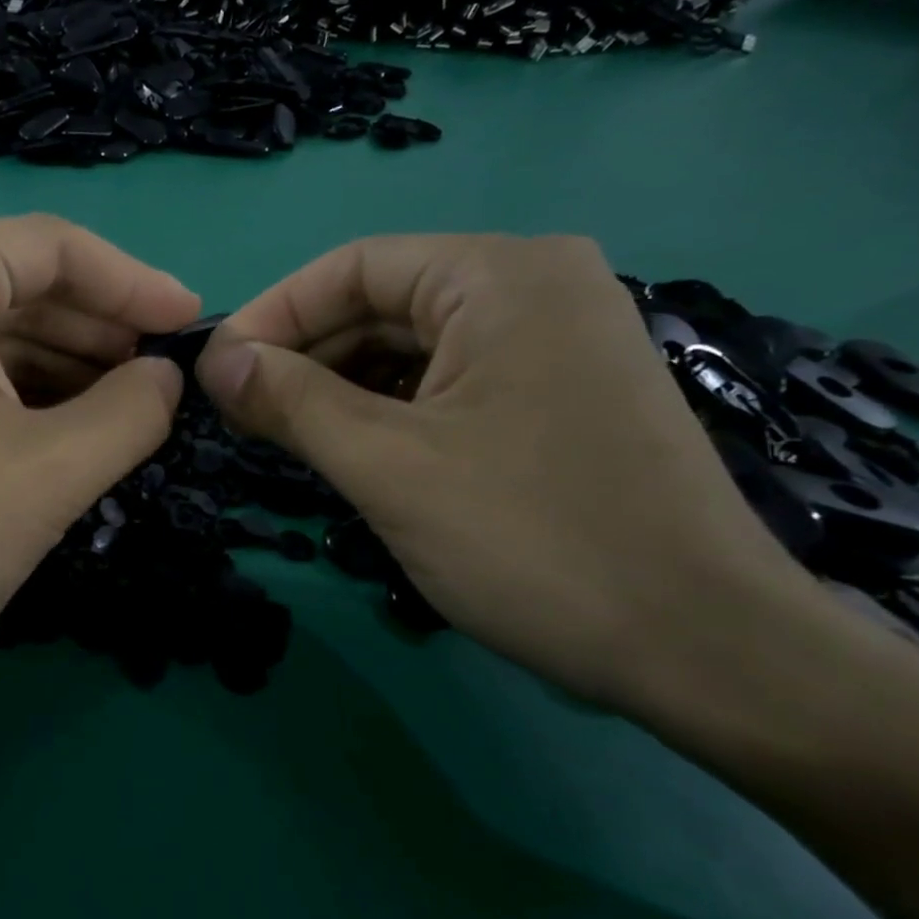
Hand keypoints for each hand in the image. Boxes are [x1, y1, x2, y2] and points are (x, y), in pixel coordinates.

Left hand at [0, 215, 198, 703]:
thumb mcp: (54, 470)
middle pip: (15, 283)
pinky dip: (6, 389)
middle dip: (96, 330)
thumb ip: (133, 409)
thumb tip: (165, 376)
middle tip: (159, 378)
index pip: (55, 247)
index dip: (136, 285)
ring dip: (56, 364)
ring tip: (120, 409)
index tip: (191, 325)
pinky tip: (53, 427)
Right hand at [194, 234, 804, 705]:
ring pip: (409, 347)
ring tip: (282, 435)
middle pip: (380, 304)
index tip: (214, 372)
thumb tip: (214, 362)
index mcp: (501, 276)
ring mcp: (554, 342)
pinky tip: (348, 449)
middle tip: (239, 413)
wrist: (703, 650)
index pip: (351, 267)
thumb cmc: (533, 539)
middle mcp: (535, 287)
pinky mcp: (557, 394)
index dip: (270, 315)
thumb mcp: (387, 464)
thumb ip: (289, 400)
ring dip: (337, 387)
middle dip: (302, 356)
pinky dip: (385, 409)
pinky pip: (445, 382)